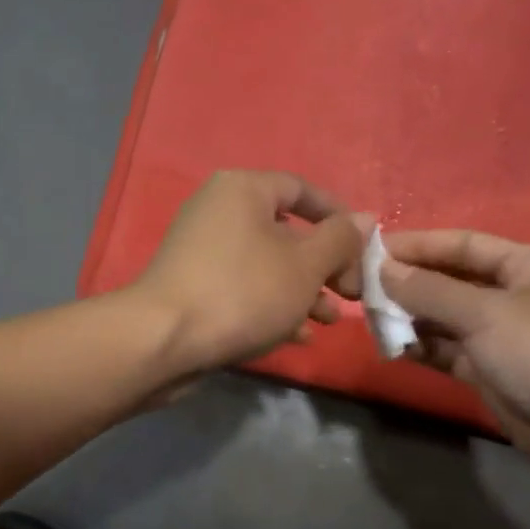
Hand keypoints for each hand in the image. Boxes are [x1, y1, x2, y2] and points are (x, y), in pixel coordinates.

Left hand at [131, 171, 366, 374]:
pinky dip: (271, 306)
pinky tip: (297, 337)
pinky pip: (243, 287)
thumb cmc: (243, 291)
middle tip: (350, 293)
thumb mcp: (305, 265)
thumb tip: (365, 218)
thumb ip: (340, 240)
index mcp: (243, 189)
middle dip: (324, 264)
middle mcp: (219, 210)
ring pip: (266, 264)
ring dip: (302, 291)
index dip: (338, 215)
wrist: (164, 340)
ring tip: (328, 321)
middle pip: (286, 230)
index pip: (301, 188)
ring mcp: (202, 250)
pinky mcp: (193, 286)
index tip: (365, 246)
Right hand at [380, 231, 529, 505]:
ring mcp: (504, 338)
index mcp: (527, 266)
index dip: (417, 245)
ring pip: (446, 320)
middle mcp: (514, 297)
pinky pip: (450, 353)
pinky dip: (423, 349)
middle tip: (358, 288)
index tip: (370, 251)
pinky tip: (391, 348)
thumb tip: (383, 269)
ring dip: (410, 319)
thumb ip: (431, 292)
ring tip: (367, 319)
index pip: (462, 245)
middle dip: (408, 284)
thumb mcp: (488, 315)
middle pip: (451, 282)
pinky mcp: (495, 375)